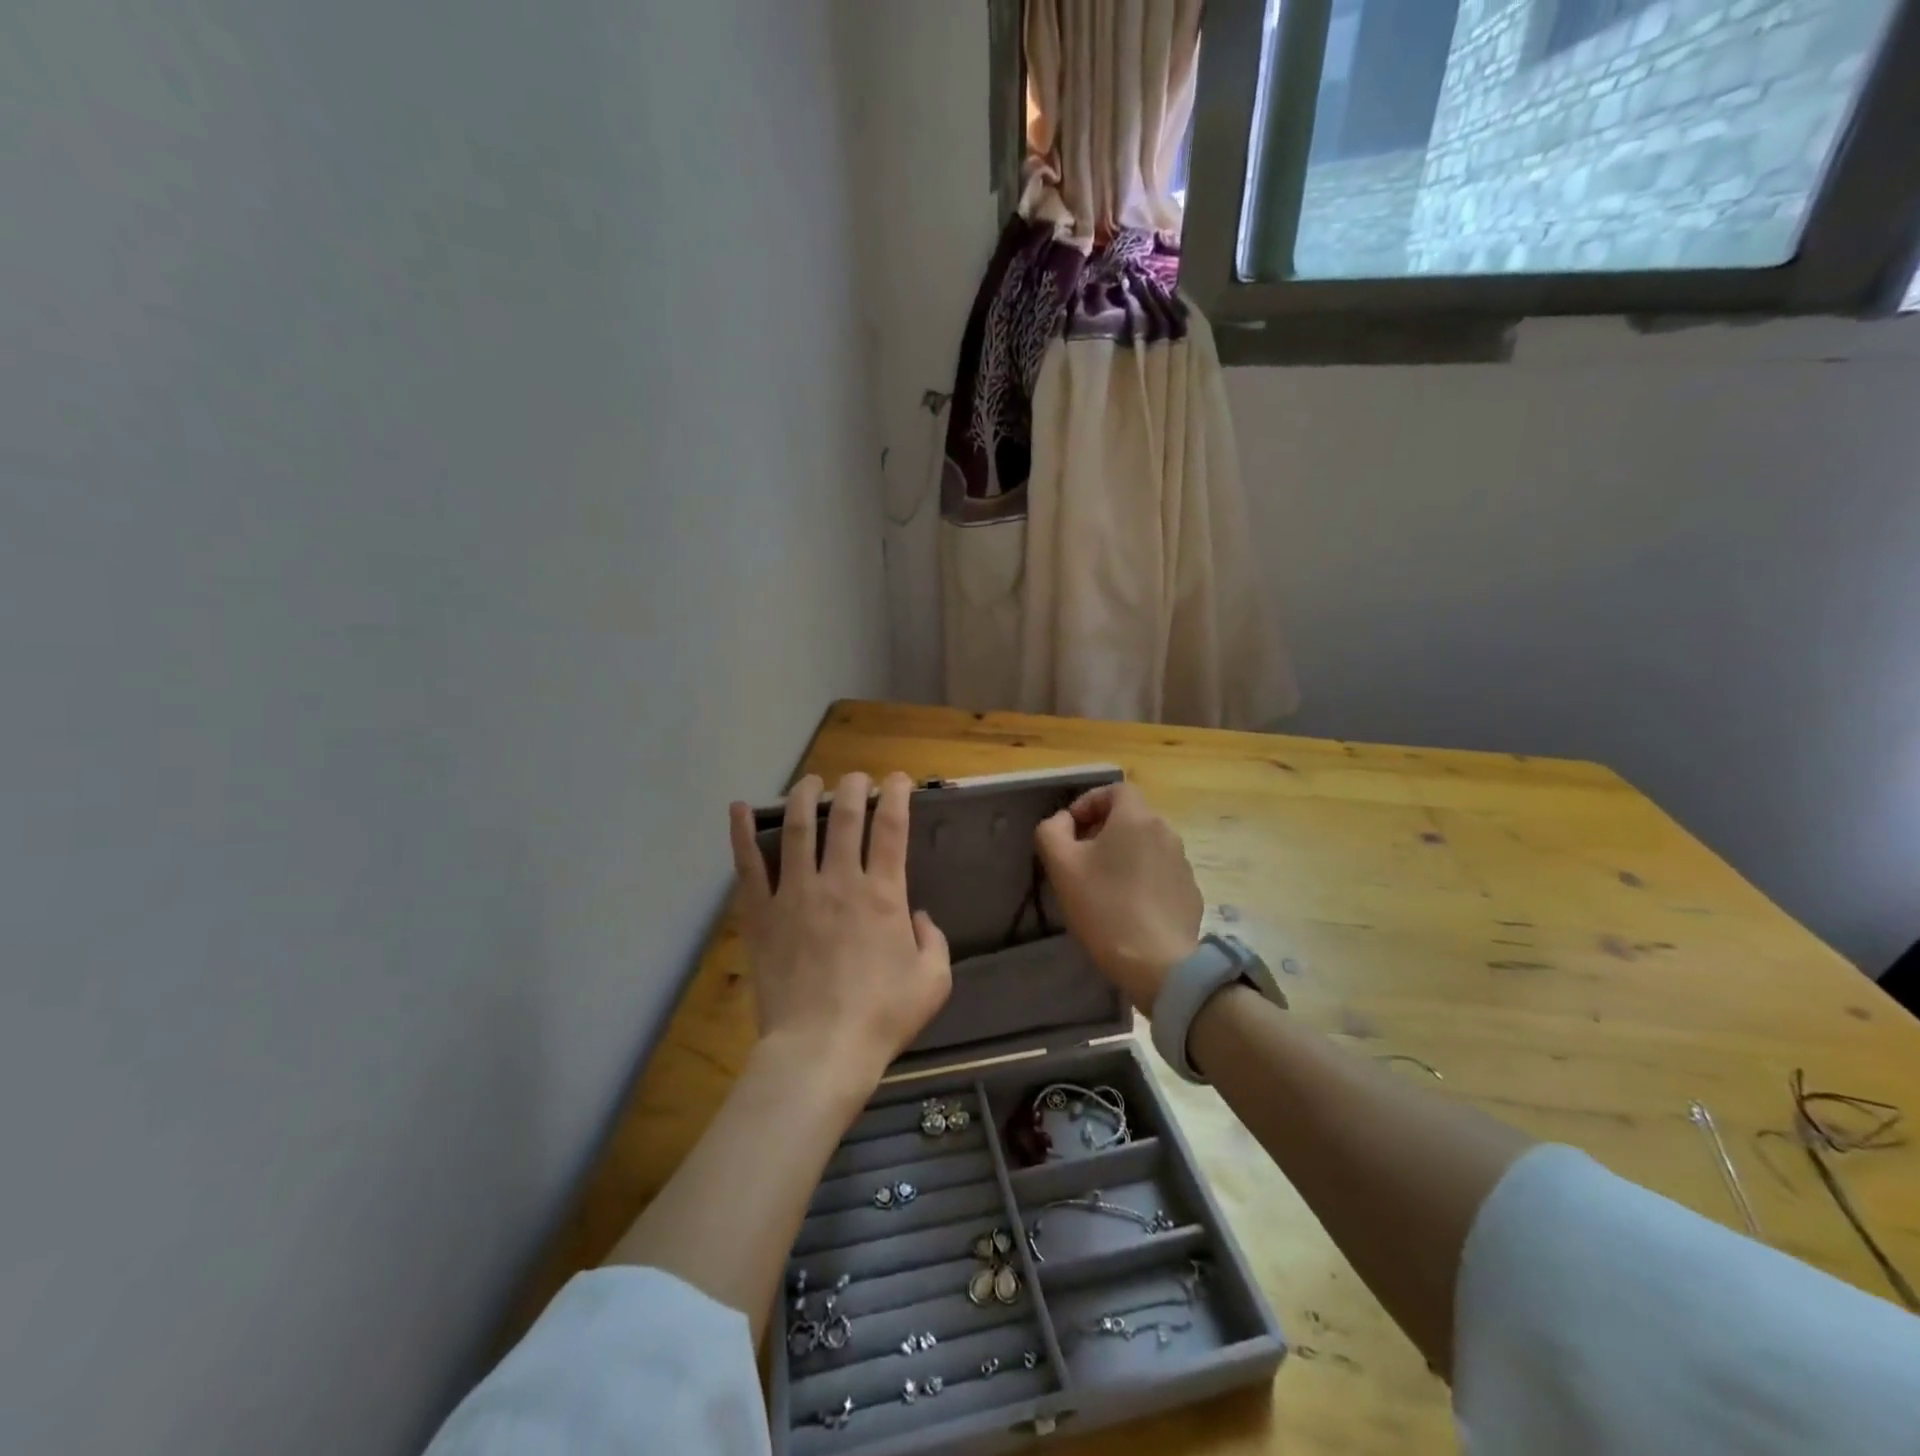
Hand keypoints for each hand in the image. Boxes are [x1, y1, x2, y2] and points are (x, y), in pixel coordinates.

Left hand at [729, 771, 951, 1095]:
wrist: (820, 1050)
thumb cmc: (881, 1016)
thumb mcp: (933, 981)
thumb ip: (933, 941)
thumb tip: (918, 917)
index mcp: (882, 894)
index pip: (891, 827)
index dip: (896, 795)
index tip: (897, 780)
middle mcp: (839, 882)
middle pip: (845, 817)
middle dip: (853, 788)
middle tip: (856, 779)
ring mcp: (795, 894)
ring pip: (799, 829)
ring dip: (805, 796)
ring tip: (810, 782)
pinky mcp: (761, 913)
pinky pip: (749, 865)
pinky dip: (742, 834)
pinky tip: (740, 808)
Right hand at [1034, 783, 1201, 1012]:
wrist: (1157, 963)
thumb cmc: (1104, 907)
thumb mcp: (1061, 865)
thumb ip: (1052, 830)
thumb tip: (1062, 821)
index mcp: (1136, 818)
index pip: (1116, 790)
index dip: (1090, 802)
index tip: (1071, 829)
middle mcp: (1166, 832)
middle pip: (1131, 817)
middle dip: (1103, 829)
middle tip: (1080, 858)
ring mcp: (1183, 863)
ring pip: (1146, 845)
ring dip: (1123, 854)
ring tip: (1102, 885)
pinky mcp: (1190, 892)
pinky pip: (1160, 872)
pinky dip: (1142, 878)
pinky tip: (1127, 907)